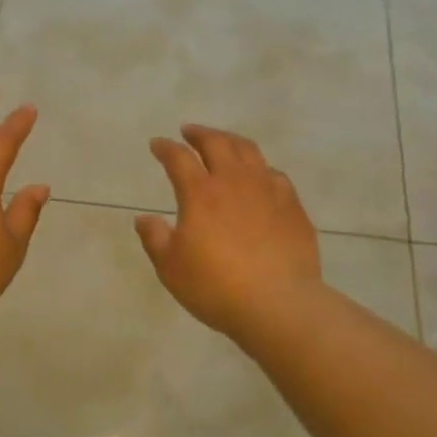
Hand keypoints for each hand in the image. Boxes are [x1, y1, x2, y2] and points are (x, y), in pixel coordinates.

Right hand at [135, 125, 321, 339]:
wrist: (279, 304)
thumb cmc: (216, 287)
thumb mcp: (171, 268)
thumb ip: (155, 239)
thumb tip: (144, 219)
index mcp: (200, 193)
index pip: (178, 158)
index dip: (165, 148)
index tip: (157, 144)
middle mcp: (234, 181)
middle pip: (216, 142)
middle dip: (199, 133)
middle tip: (189, 132)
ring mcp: (267, 190)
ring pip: (249, 151)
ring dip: (230, 141)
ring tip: (223, 142)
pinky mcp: (292, 205)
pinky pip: (274, 174)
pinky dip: (260, 168)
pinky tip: (259, 177)